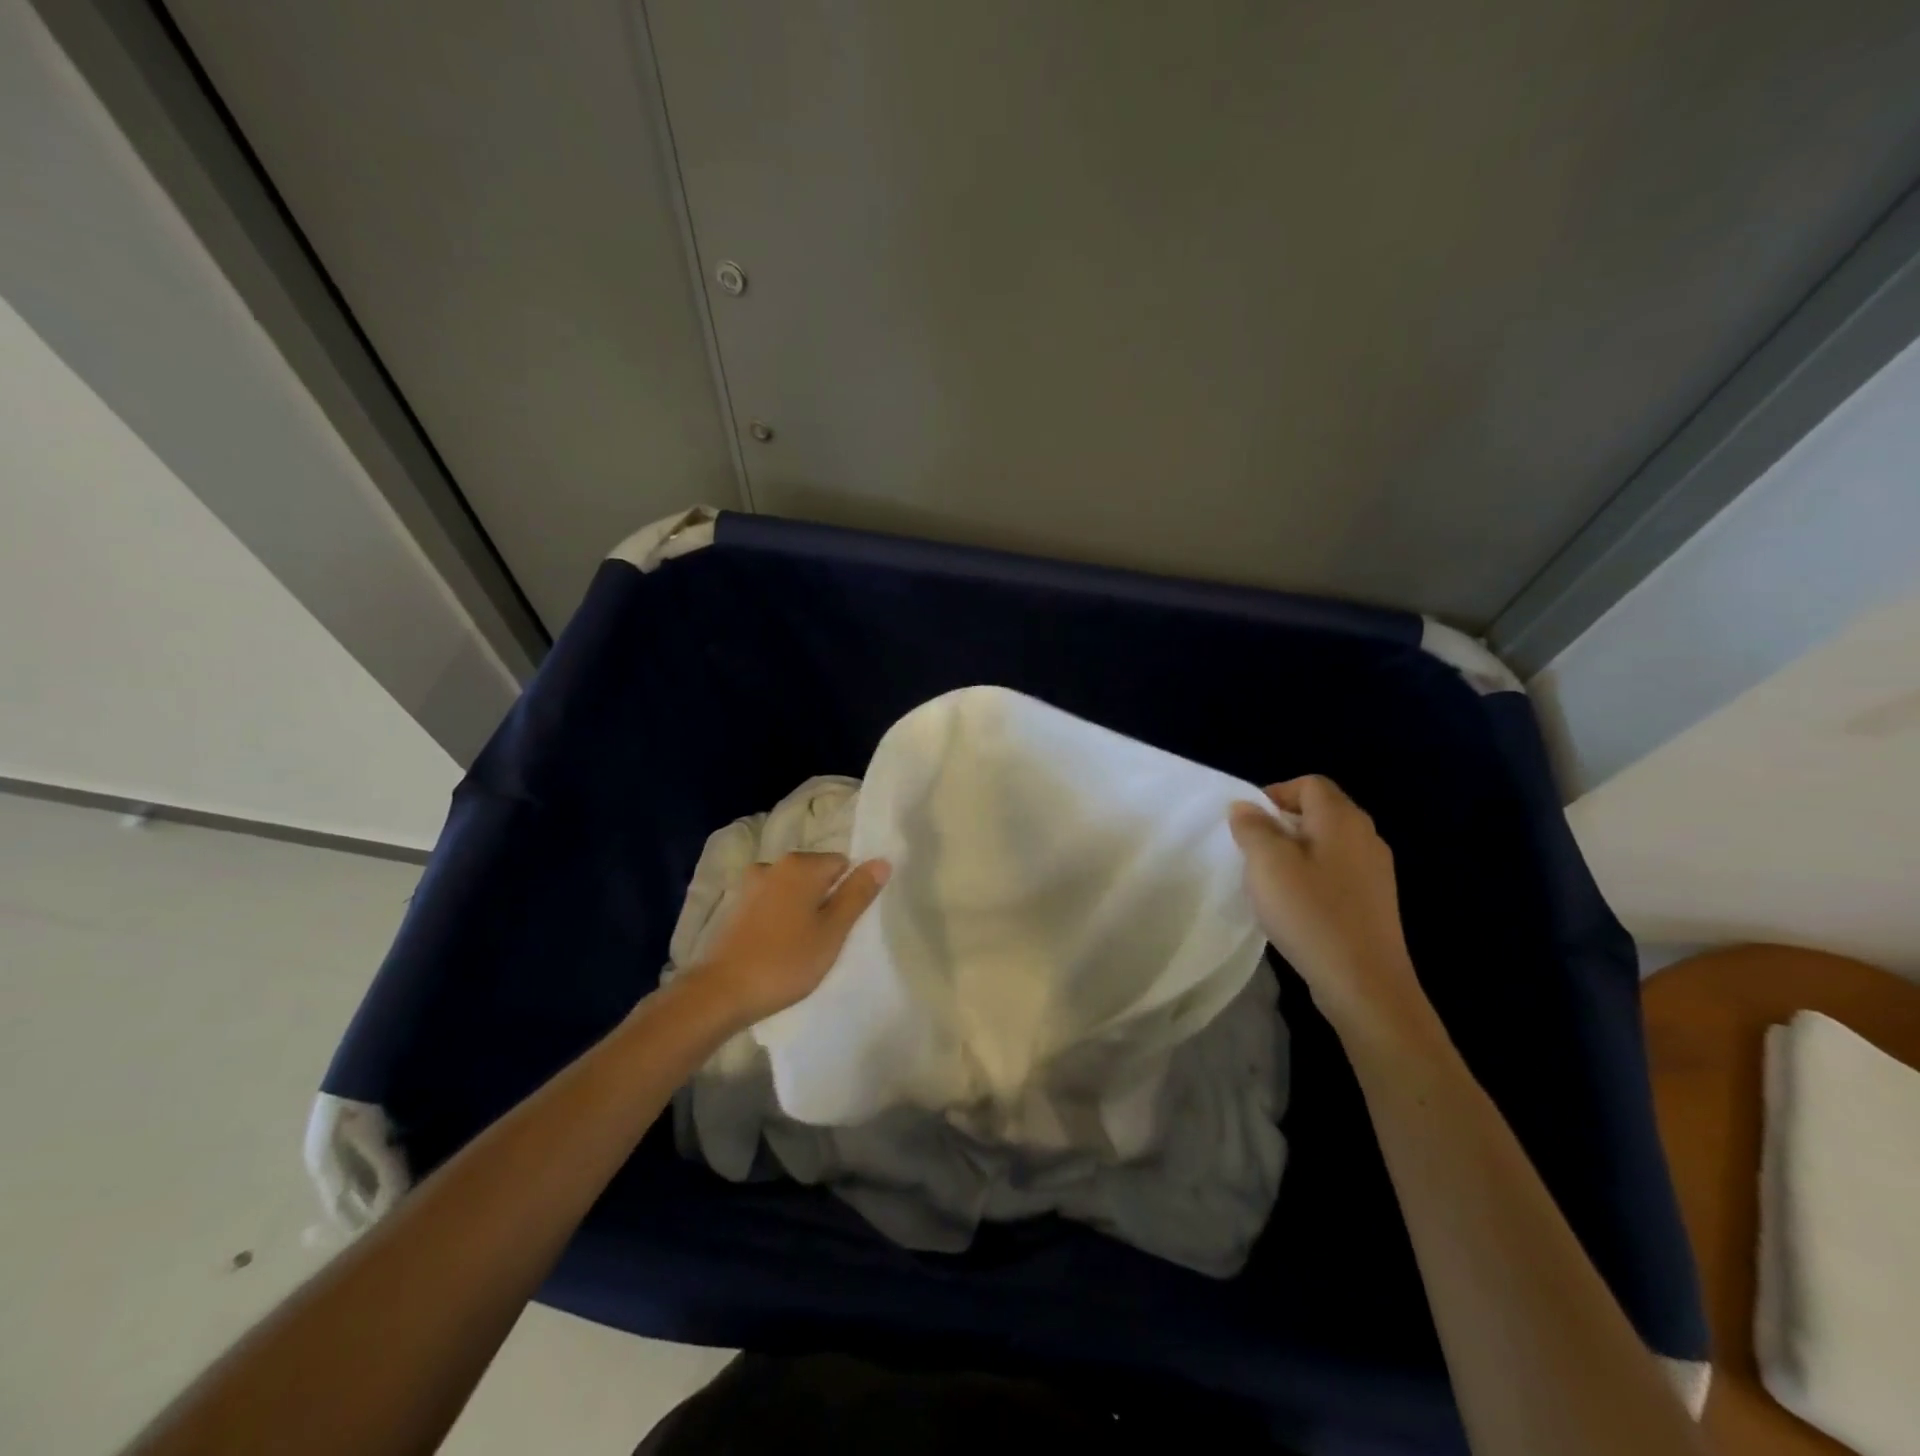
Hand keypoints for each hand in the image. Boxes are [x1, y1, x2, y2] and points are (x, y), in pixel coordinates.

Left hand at [686, 851, 890, 1025]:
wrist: (720, 992)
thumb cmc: (785, 961)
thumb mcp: (832, 931)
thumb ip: (857, 894)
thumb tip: (882, 862)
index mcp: (800, 864)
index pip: (842, 864)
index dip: (849, 893)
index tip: (844, 924)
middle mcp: (774, 864)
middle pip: (816, 874)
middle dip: (826, 900)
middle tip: (827, 939)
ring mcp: (751, 884)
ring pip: (793, 890)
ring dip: (802, 910)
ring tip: (803, 947)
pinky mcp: (736, 906)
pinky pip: (772, 903)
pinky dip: (781, 918)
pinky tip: (779, 947)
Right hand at [1229, 775, 1435, 1043]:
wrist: (1364, 983)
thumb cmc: (1310, 913)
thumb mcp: (1267, 864)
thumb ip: (1253, 828)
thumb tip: (1246, 806)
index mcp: (1341, 820)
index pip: (1309, 784)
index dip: (1276, 794)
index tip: (1249, 824)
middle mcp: (1366, 836)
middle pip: (1322, 811)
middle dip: (1284, 823)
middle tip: (1256, 851)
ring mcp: (1377, 871)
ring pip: (1330, 843)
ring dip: (1298, 851)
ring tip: (1273, 880)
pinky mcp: (1377, 902)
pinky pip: (1339, 872)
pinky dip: (1315, 876)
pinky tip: (1298, 906)